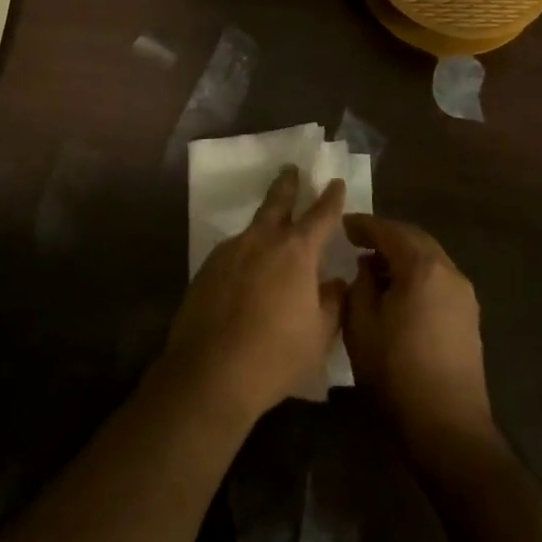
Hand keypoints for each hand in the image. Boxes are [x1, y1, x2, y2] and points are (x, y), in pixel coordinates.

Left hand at [163, 167, 347, 425]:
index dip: (331, 198)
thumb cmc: (275, 355)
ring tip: (271, 233)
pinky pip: (233, 252)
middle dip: (287, 184)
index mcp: (296, 252)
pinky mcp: (206, 269)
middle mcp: (261, 241)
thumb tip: (336, 283)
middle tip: (291, 170)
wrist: (210, 372)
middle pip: (276, 202)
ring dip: (264, 225)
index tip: (335, 181)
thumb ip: (333, 302)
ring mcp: (229, 252)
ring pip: (252, 229)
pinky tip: (246, 273)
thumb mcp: (319, 334)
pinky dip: (245, 254)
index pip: (321, 215)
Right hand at [342, 215, 494, 463]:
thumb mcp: (361, 324)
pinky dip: (416, 274)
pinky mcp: (469, 317)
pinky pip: (438, 279)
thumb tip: (367, 267)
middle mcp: (450, 272)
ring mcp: (464, 295)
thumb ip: (360, 285)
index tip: (342, 225)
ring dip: (402, 256)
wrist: (447, 425)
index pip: (390, 231)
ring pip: (430, 259)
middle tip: (357, 241)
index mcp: (423, 268)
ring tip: (373, 267)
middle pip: (415, 239)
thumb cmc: (396, 371)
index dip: (364, 225)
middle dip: (386, 236)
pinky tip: (397, 291)